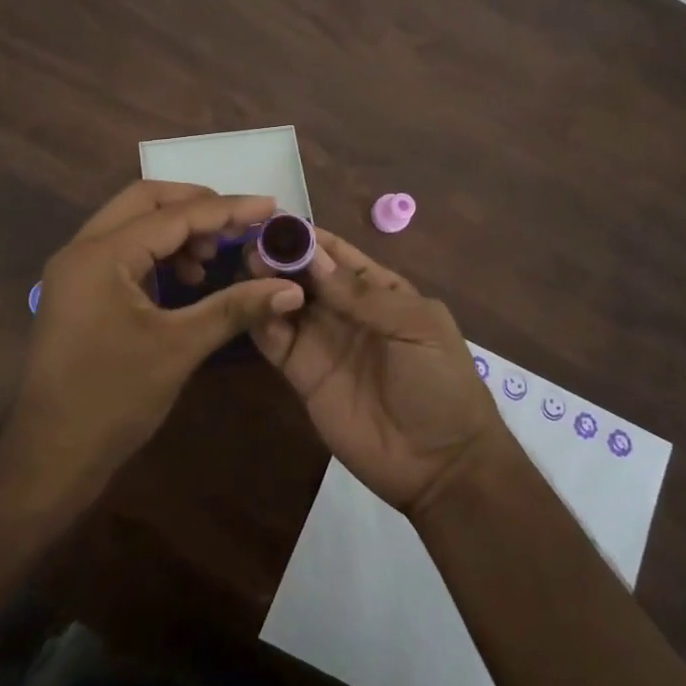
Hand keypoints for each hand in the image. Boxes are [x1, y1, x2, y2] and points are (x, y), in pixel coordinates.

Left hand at [0, 181, 304, 515]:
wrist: (49, 458)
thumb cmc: (113, 401)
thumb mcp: (179, 349)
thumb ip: (234, 308)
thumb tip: (291, 288)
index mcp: (101, 255)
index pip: (173, 216)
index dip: (226, 210)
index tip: (269, 206)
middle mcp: (82, 248)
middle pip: (146, 201)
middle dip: (196, 206)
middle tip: (239, 224)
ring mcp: (76, 268)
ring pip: (133, 222)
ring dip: (176, 230)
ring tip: (213, 258)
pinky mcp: (79, 288)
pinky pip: (123, 249)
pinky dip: (158, 252)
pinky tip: (187, 279)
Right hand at [249, 228, 505, 515]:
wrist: (440, 466)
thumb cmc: (440, 385)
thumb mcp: (416, 328)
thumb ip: (363, 294)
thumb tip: (312, 255)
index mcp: (379, 290)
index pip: (336, 254)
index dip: (307, 236)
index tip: (274, 219)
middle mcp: (344, 310)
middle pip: (304, 274)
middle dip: (279, 255)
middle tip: (252, 243)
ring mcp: (321, 341)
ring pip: (284, 301)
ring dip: (265, 282)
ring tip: (245, 267)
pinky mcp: (301, 374)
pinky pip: (274, 340)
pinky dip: (258, 318)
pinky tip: (245, 302)